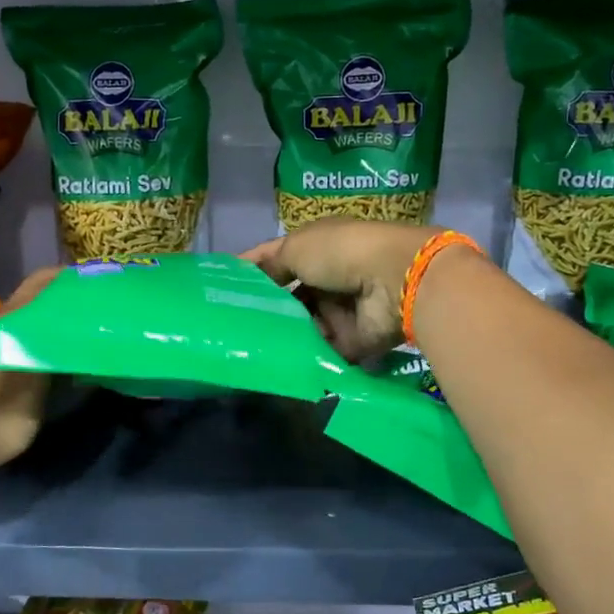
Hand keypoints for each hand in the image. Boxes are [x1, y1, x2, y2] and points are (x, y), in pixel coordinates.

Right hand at [243, 220, 438, 360]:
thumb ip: (271, 265)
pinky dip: (304, 358)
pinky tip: (275, 366)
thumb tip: (251, 278)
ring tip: (249, 350)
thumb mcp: (297, 248)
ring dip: (282, 337)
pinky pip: (321, 352)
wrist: (394, 282)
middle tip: (231, 329)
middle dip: (264, 312)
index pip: (275, 260)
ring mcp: (339, 311)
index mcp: (316, 248)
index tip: (219, 289)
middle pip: (288, 298)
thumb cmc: (341, 253)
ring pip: (302, 327)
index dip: (249, 272)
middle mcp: (327, 279)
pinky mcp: (350, 342)